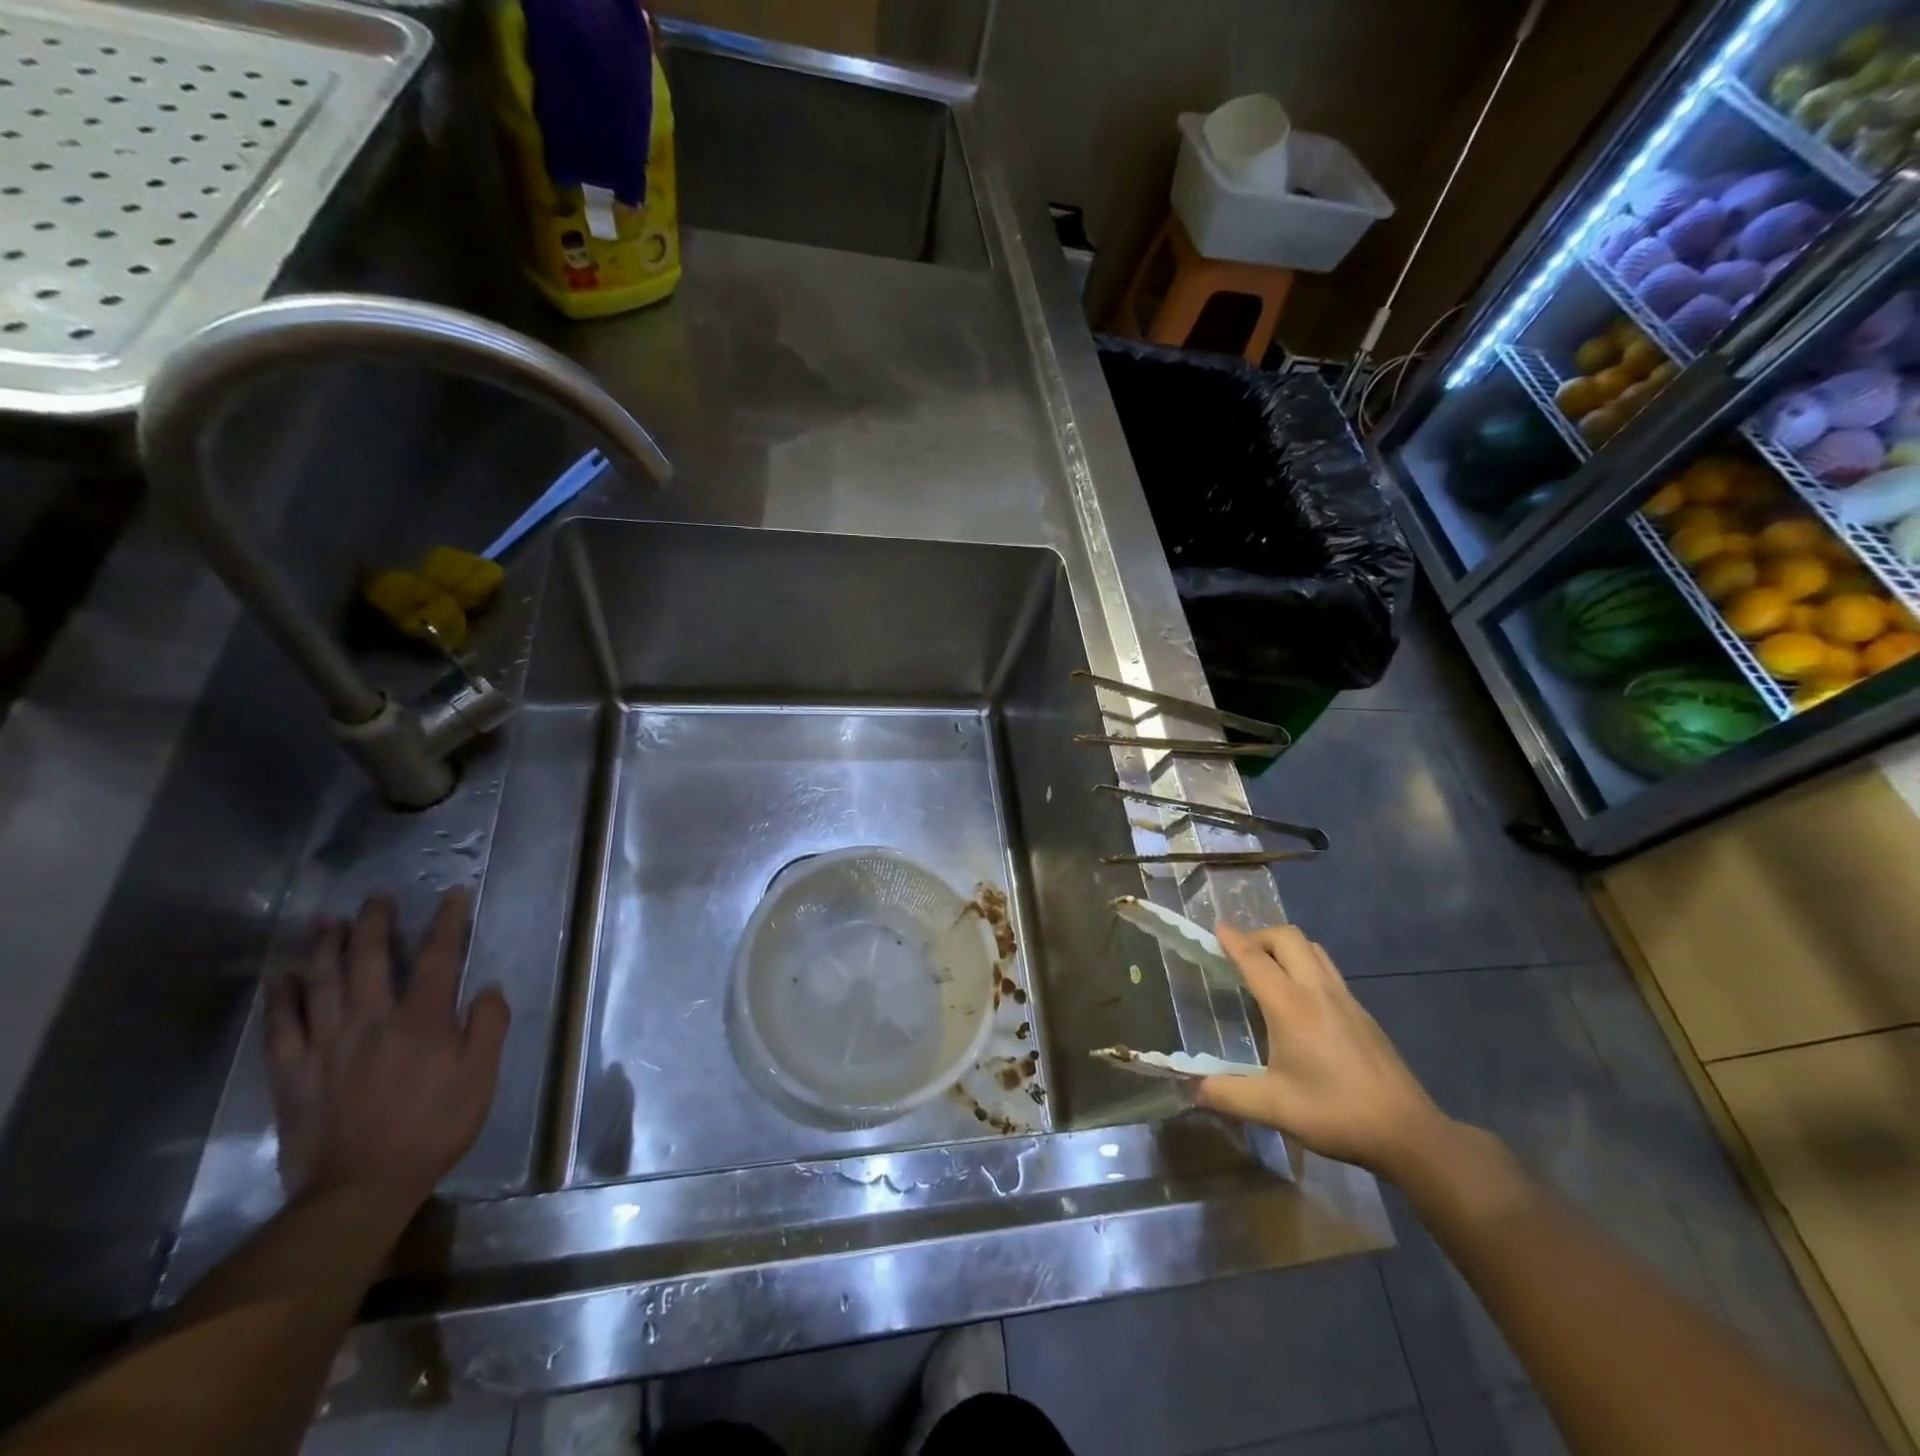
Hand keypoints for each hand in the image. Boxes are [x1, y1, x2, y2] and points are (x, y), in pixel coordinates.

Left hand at [266, 888, 509, 1208]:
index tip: (454, 896)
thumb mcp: (481, 1077)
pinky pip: (282, 1027)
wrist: (360, 1189)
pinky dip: (281, 998)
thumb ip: (488, 1027)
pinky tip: (282, 978)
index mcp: (423, 1020)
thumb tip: (488, 988)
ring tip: (327, 920)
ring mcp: (327, 1045)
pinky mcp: (293, 1073)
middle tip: (378, 898)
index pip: (439, 958)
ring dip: (325, 947)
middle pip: (371, 959)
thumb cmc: (434, 1128)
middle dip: (376, 923)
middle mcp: (372, 1021)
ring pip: (322, 983)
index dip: (448, 923)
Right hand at [1197, 924, 1448, 1176]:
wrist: (1408, 1132)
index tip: (1216, 928)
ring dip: (1285, 947)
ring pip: (1312, 949)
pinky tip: (1301, 1000)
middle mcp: (1318, 991)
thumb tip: (1195, 1089)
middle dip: (1260, 936)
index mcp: (1291, 1006)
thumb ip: (1228, 1094)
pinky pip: (1328, 970)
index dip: (1233, 940)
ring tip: (1268, 969)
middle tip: (1240, 955)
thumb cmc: (1336, 1113)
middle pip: (1288, 938)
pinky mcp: (1363, 1013)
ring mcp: (1346, 999)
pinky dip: (1305, 966)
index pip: (1255, 959)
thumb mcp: (1274, 1108)